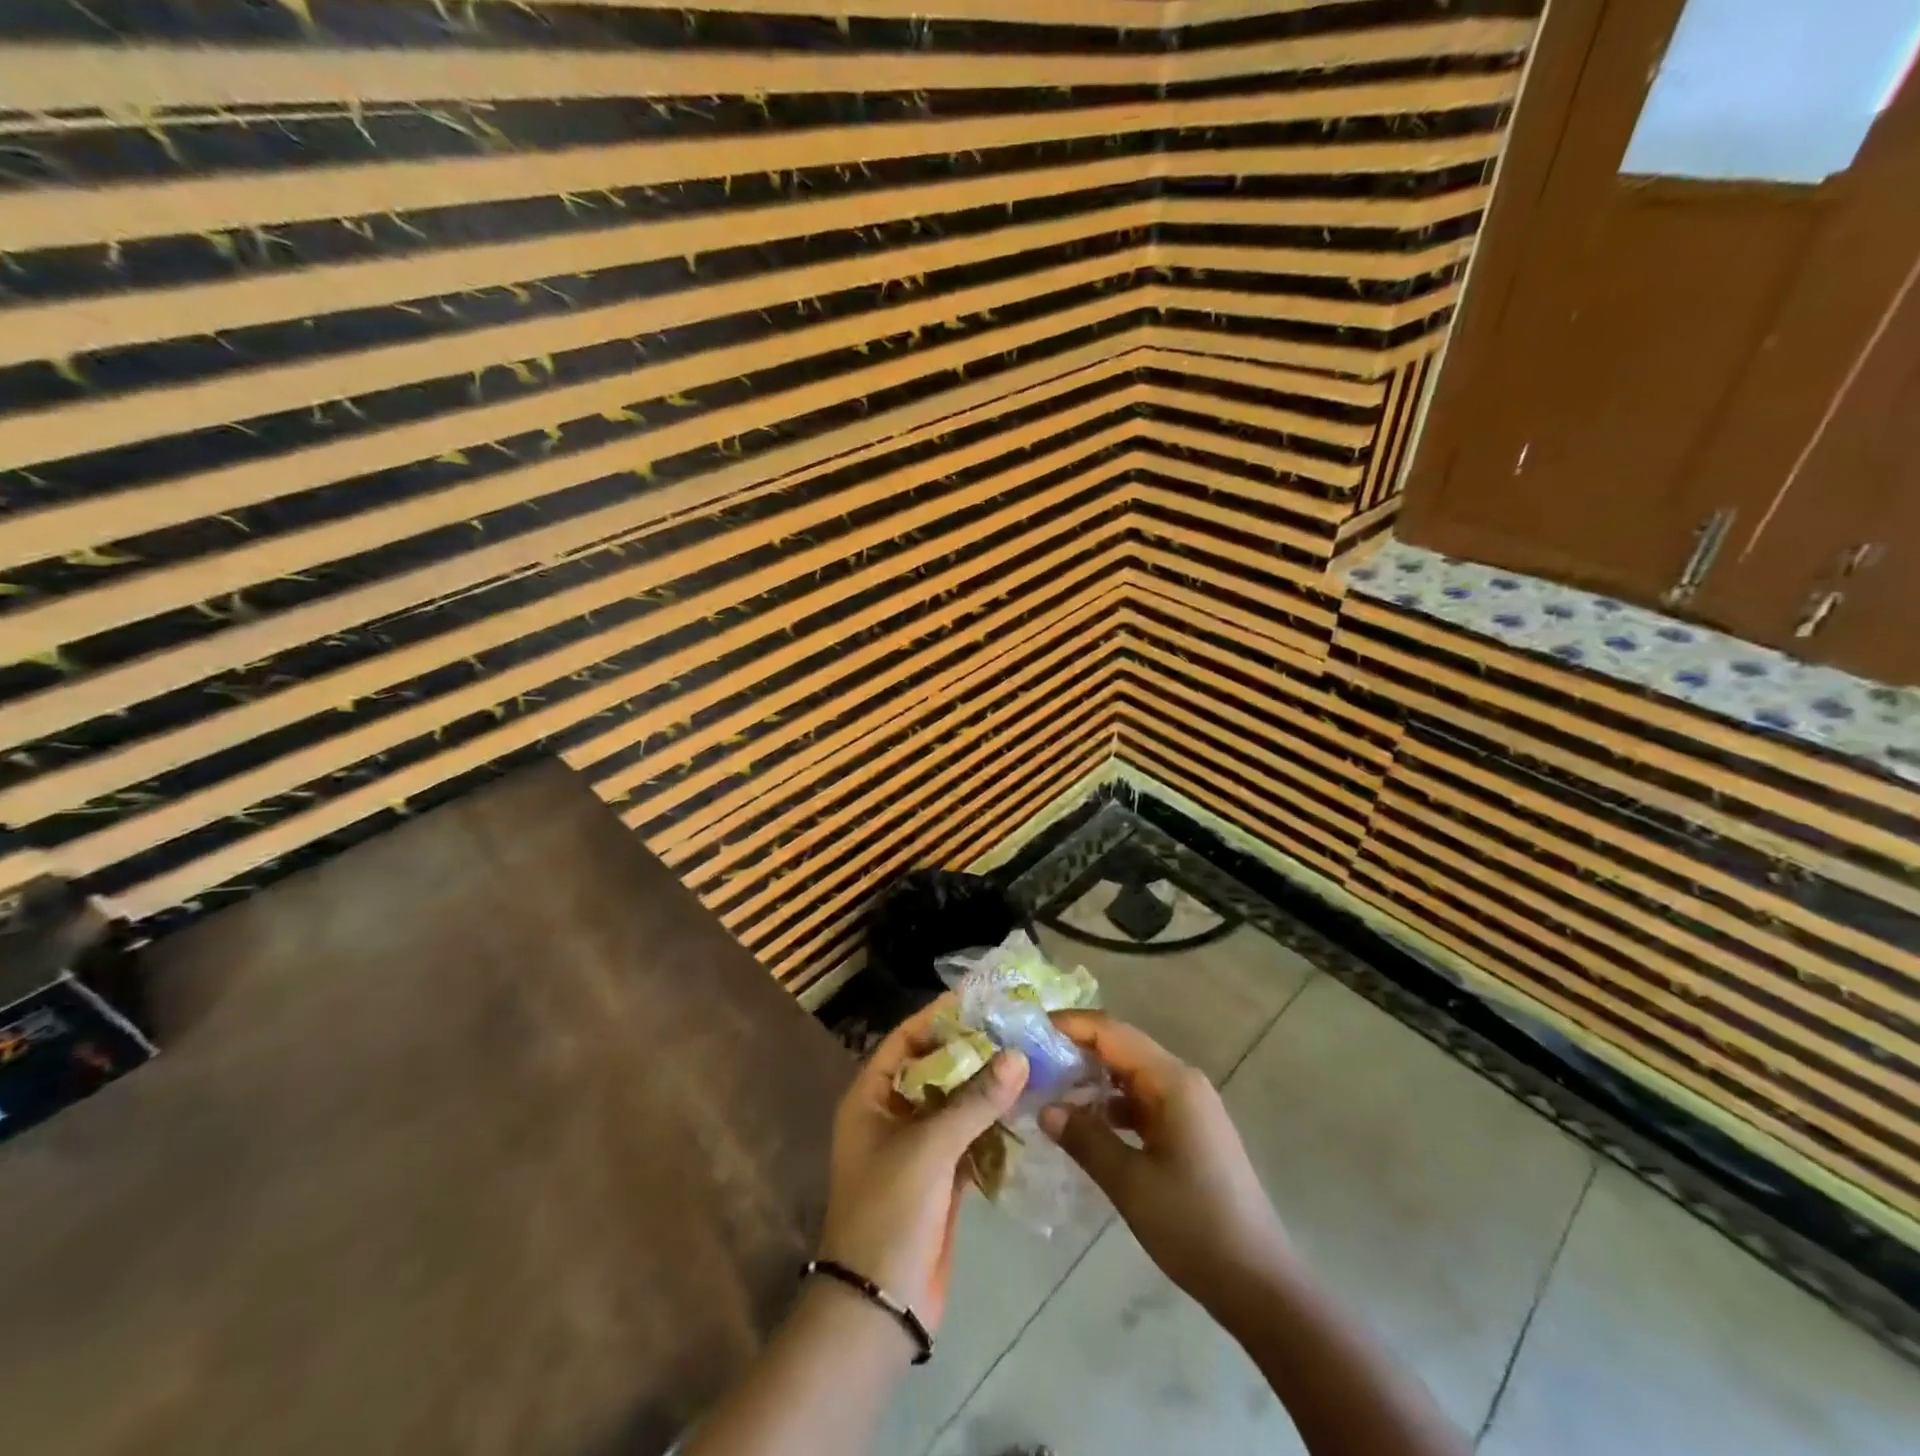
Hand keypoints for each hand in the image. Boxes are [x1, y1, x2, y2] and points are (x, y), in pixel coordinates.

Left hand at [818, 997, 1028, 1331]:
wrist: (880, 1306)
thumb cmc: (890, 1210)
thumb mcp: (929, 1147)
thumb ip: (975, 1100)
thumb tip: (1018, 1055)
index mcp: (871, 1097)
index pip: (906, 1040)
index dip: (938, 1017)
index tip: (980, 999)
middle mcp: (893, 1115)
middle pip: (935, 1068)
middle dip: (971, 1050)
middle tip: (1015, 1027)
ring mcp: (918, 1148)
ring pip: (955, 1103)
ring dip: (987, 1086)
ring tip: (1028, 1059)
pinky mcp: (942, 1178)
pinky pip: (970, 1137)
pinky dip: (993, 1124)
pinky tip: (1026, 1107)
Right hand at [1041, 1012, 1290, 1315]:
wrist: (1259, 1285)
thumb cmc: (1194, 1226)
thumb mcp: (1130, 1183)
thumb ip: (1085, 1139)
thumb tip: (1045, 1108)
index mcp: (1172, 1082)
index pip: (1111, 1032)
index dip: (1070, 1026)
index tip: (1030, 1030)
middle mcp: (1182, 1082)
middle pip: (1121, 1048)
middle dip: (1077, 1050)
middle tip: (1032, 1061)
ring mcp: (1189, 1107)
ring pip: (1130, 1076)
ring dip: (1093, 1079)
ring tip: (1049, 1090)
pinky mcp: (1189, 1132)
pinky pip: (1142, 1102)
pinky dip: (1112, 1106)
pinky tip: (1085, 1125)